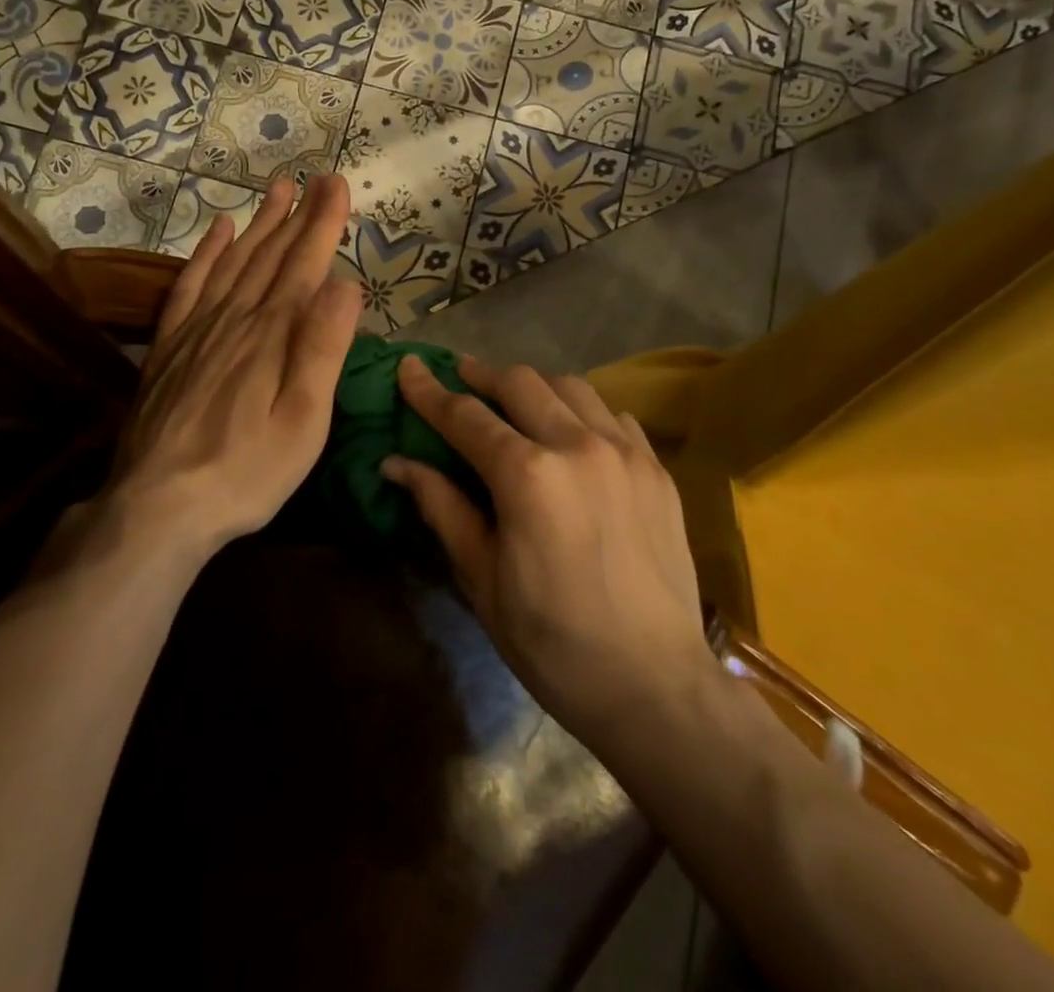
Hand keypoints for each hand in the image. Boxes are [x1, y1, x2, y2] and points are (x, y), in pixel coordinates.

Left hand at [98, 174, 361, 559]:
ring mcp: (197, 329)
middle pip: (271, 256)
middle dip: (298, 214)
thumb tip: (345, 283)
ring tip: (277, 190)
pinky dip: (205, 253)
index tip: (338, 184)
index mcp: (273, 335)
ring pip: (233, 261)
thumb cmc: (247, 471)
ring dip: (258, 224)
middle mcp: (235, 319)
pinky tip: (218, 231)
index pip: (304, 265)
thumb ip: (323, 349)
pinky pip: (189, 285)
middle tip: (317, 177)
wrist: (159, 505)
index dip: (323, 223)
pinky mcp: (170, 346)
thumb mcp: (304, 421)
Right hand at [383, 356, 716, 754]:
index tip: (408, 366)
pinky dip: (582, 410)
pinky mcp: (656, 469)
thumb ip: (442, 507)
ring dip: (533, 386)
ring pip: (570, 386)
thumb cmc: (553, 642)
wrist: (656, 687)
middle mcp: (577, 445)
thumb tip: (397, 463)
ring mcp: (624, 452)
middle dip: (482, 375)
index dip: (430, 391)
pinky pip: (613, 415)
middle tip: (461, 377)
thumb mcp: (482, 578)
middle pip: (520, 383)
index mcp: (527, 475)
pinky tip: (572, 431)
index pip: (465, 416)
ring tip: (514, 400)